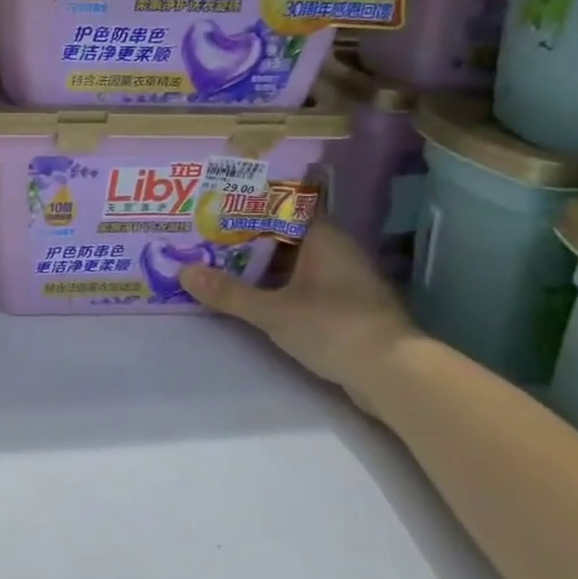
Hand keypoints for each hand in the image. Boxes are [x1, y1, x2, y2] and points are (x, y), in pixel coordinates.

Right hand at [179, 224, 414, 401]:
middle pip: (288, 235)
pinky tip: (256, 295)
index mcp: (324, 239)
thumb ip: (229, 293)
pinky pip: (307, 285)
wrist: (393, 373)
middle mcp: (339, 252)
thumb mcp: (272, 311)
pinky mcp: (350, 307)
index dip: (254, 205)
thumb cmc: (333, 327)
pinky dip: (281, 286)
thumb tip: (184, 272)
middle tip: (211, 237)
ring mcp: (347, 280)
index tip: (221, 206)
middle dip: (251, 237)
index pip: (287, 207)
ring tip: (225, 265)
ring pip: (297, 262)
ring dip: (265, 265)